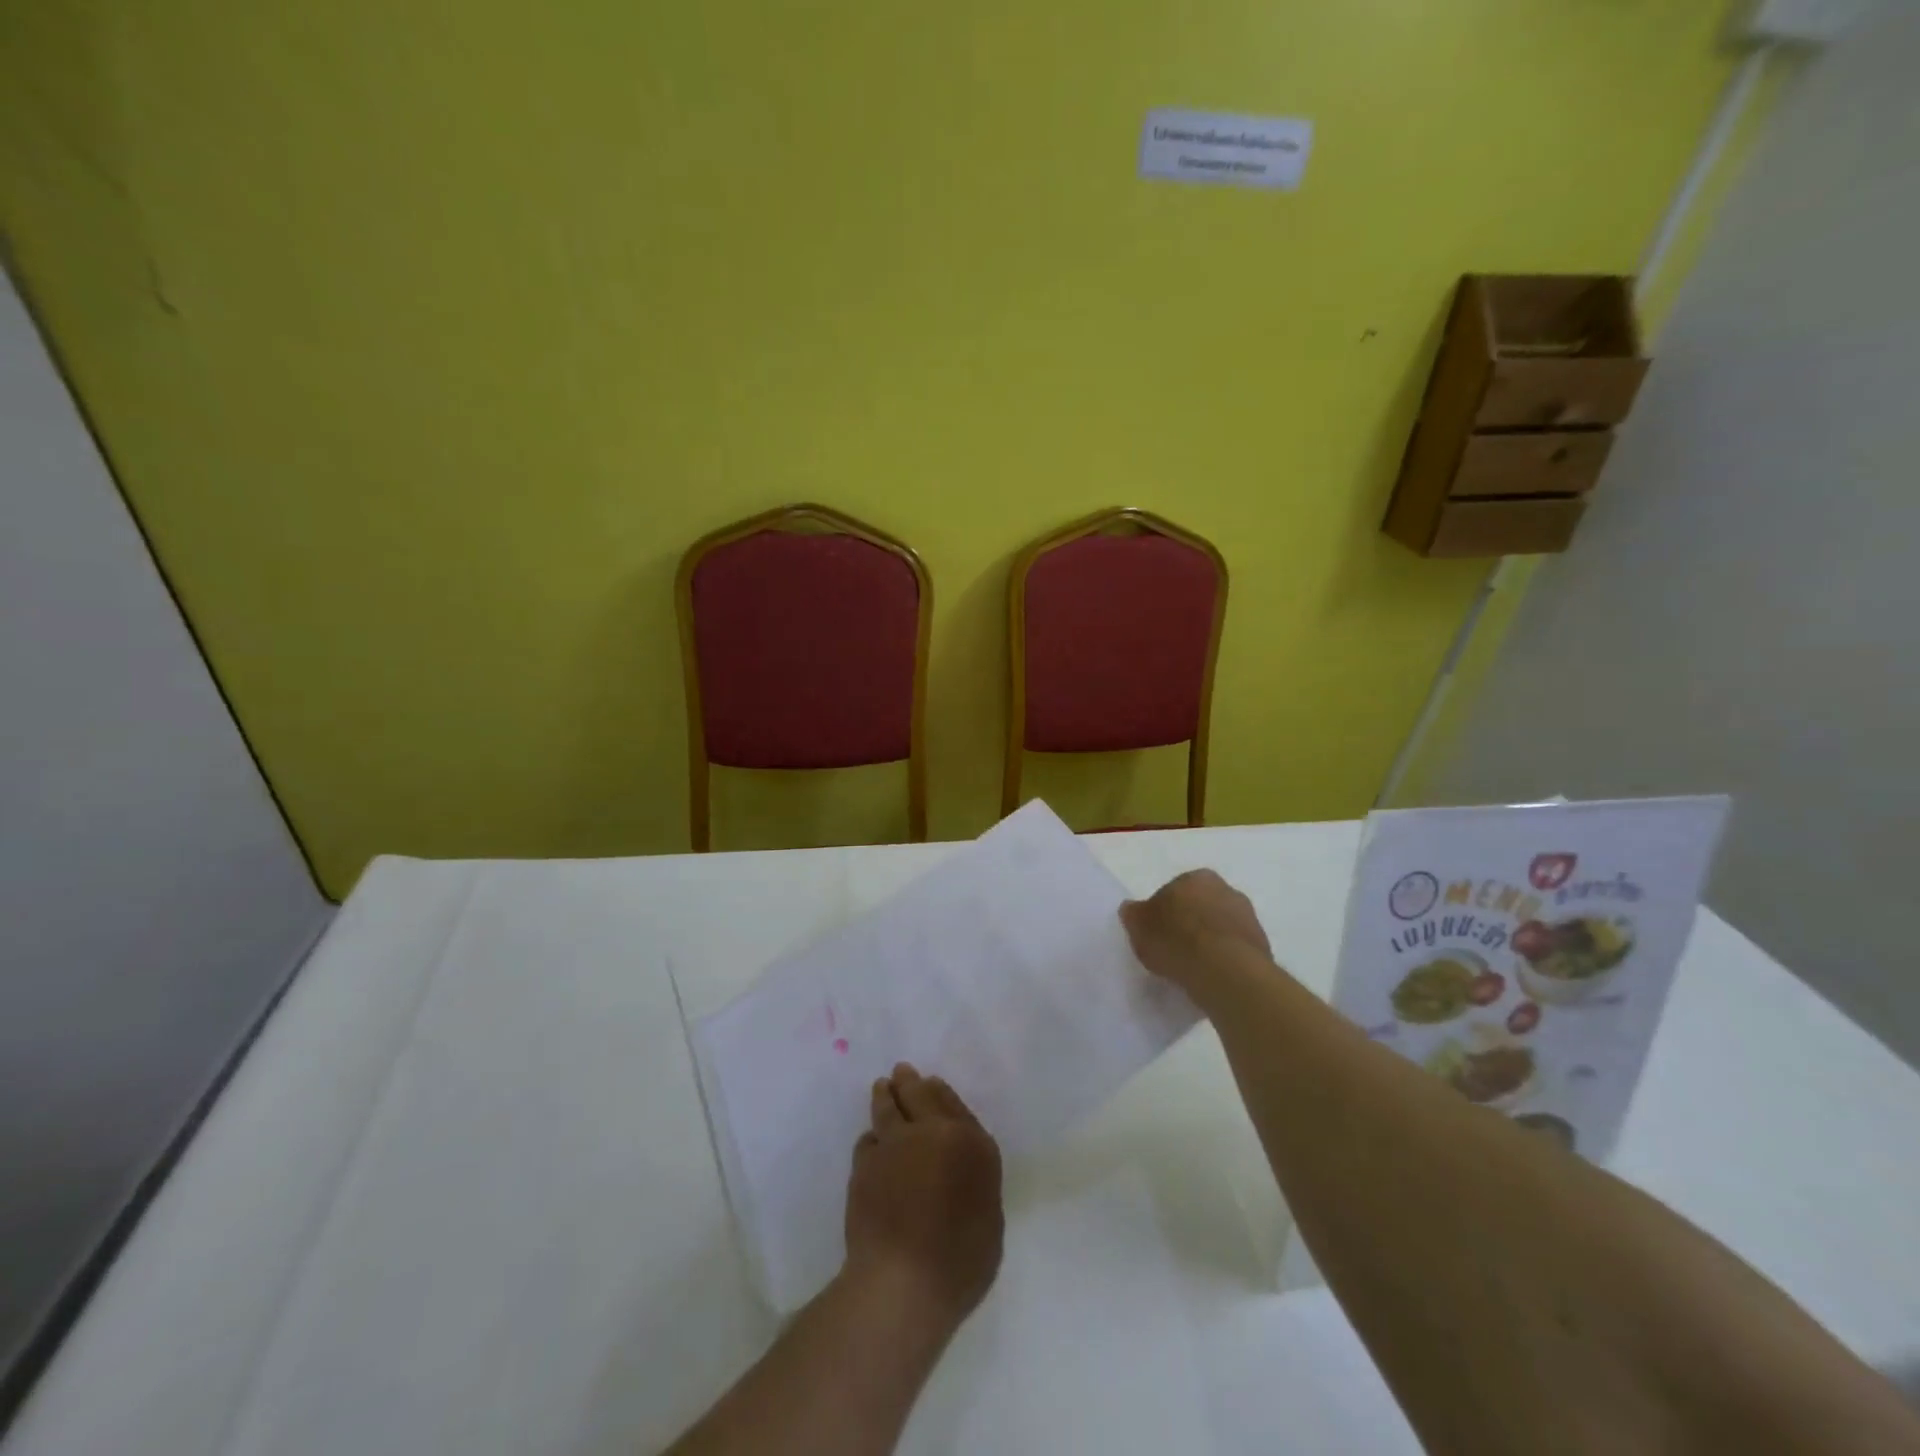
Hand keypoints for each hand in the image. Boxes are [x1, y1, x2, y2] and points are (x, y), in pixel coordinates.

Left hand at [843, 1064, 1003, 1325]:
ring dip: (885, 1095)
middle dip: (910, 1081)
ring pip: (888, 1107)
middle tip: (902, 1072)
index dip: (941, 1093)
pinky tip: (871, 1142)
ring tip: (882, 1087)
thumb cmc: (960, 1262)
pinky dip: (872, 1139)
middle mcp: (934, 1132)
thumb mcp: (989, 1221)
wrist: (904, 1281)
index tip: (932, 1083)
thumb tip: (959, 1175)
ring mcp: (896, 1143)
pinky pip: (868, 1140)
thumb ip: (975, 1184)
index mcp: (972, 1144)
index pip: (955, 1104)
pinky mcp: (865, 1163)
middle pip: (919, 1094)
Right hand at [1120, 869, 1273, 1000]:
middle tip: (1175, 949)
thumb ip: (1134, 914)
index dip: (1164, 912)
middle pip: (1201, 906)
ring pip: (1221, 927)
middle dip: (1190, 922)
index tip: (1157, 933)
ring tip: (1193, 968)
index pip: (1175, 890)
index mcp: (1196, 877)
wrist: (1225, 971)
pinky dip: (1225, 959)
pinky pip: (1235, 949)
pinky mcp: (1263, 945)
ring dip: (1210, 941)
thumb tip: (1131, 908)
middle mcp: (1226, 889)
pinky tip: (1212, 977)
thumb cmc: (1176, 940)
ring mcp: (1248, 917)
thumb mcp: (1139, 926)